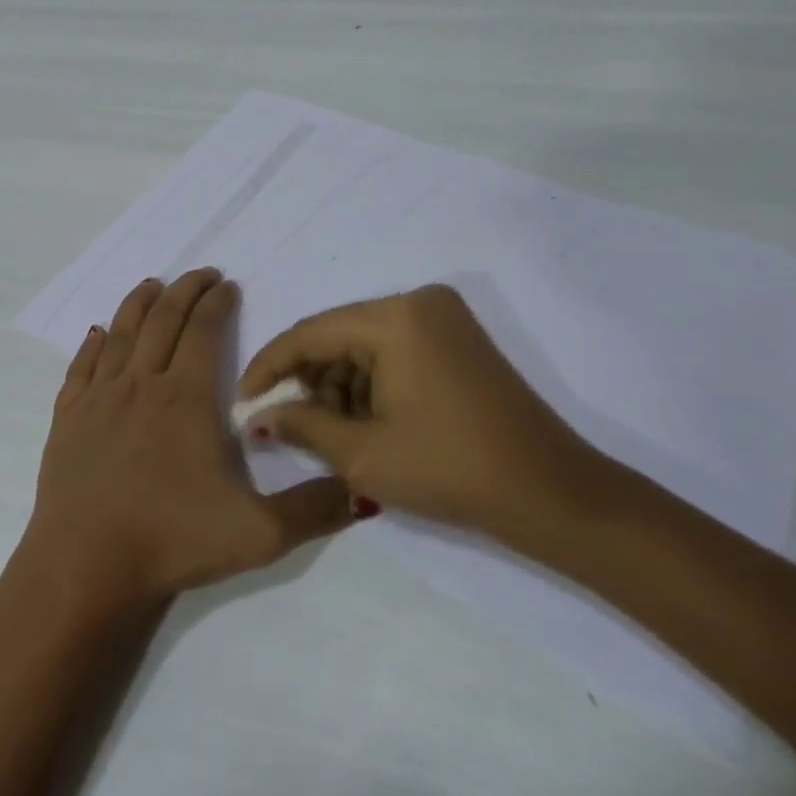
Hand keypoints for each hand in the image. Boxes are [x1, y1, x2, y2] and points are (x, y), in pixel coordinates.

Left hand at [25, 268, 352, 610]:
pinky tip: (98, 333)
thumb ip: (314, 510)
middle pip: (162, 320)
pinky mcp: (68, 418)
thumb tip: (365, 490)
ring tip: (152, 285)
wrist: (86, 566)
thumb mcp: (259, 534)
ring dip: (139, 304)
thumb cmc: (173, 541)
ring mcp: (99, 398)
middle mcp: (140, 384)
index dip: (217, 303)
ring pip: (120, 334)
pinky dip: (92, 343)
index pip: (203, 331)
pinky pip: (81, 366)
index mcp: (185, 397)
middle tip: (201, 274)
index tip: (227, 285)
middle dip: (184, 290)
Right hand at [238, 284, 614, 563]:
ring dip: (337, 383)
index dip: (269, 368)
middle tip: (282, 422)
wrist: (551, 493)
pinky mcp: (457, 337)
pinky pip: (393, 349)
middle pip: (336, 334)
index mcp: (393, 317)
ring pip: (363, 342)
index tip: (244, 403)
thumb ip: (301, 425)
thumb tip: (258, 416)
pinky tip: (361, 420)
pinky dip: (369, 381)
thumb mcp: (363, 453)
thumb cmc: (449, 470)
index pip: (309, 333)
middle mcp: (417, 302)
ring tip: (325, 431)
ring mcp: (442, 317)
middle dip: (306, 379)